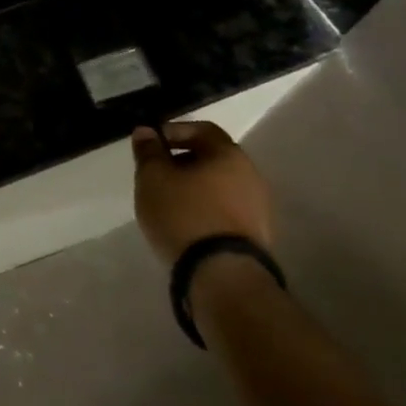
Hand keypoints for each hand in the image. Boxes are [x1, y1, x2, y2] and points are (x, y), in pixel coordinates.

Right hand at [131, 121, 272, 264]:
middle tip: (156, 174)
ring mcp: (258, 208)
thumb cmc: (184, 214)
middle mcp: (251, 176)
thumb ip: (148, 152)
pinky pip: (225, 211)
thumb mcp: (153, 178)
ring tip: (167, 202)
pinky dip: (205, 210)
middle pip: (212, 158)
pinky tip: (186, 224)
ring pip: (219, 186)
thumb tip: (146, 131)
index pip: (202, 129)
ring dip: (194, 188)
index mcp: (229, 155)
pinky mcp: (256, 237)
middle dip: (182, 161)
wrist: (222, 276)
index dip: (173, 131)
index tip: (151, 145)